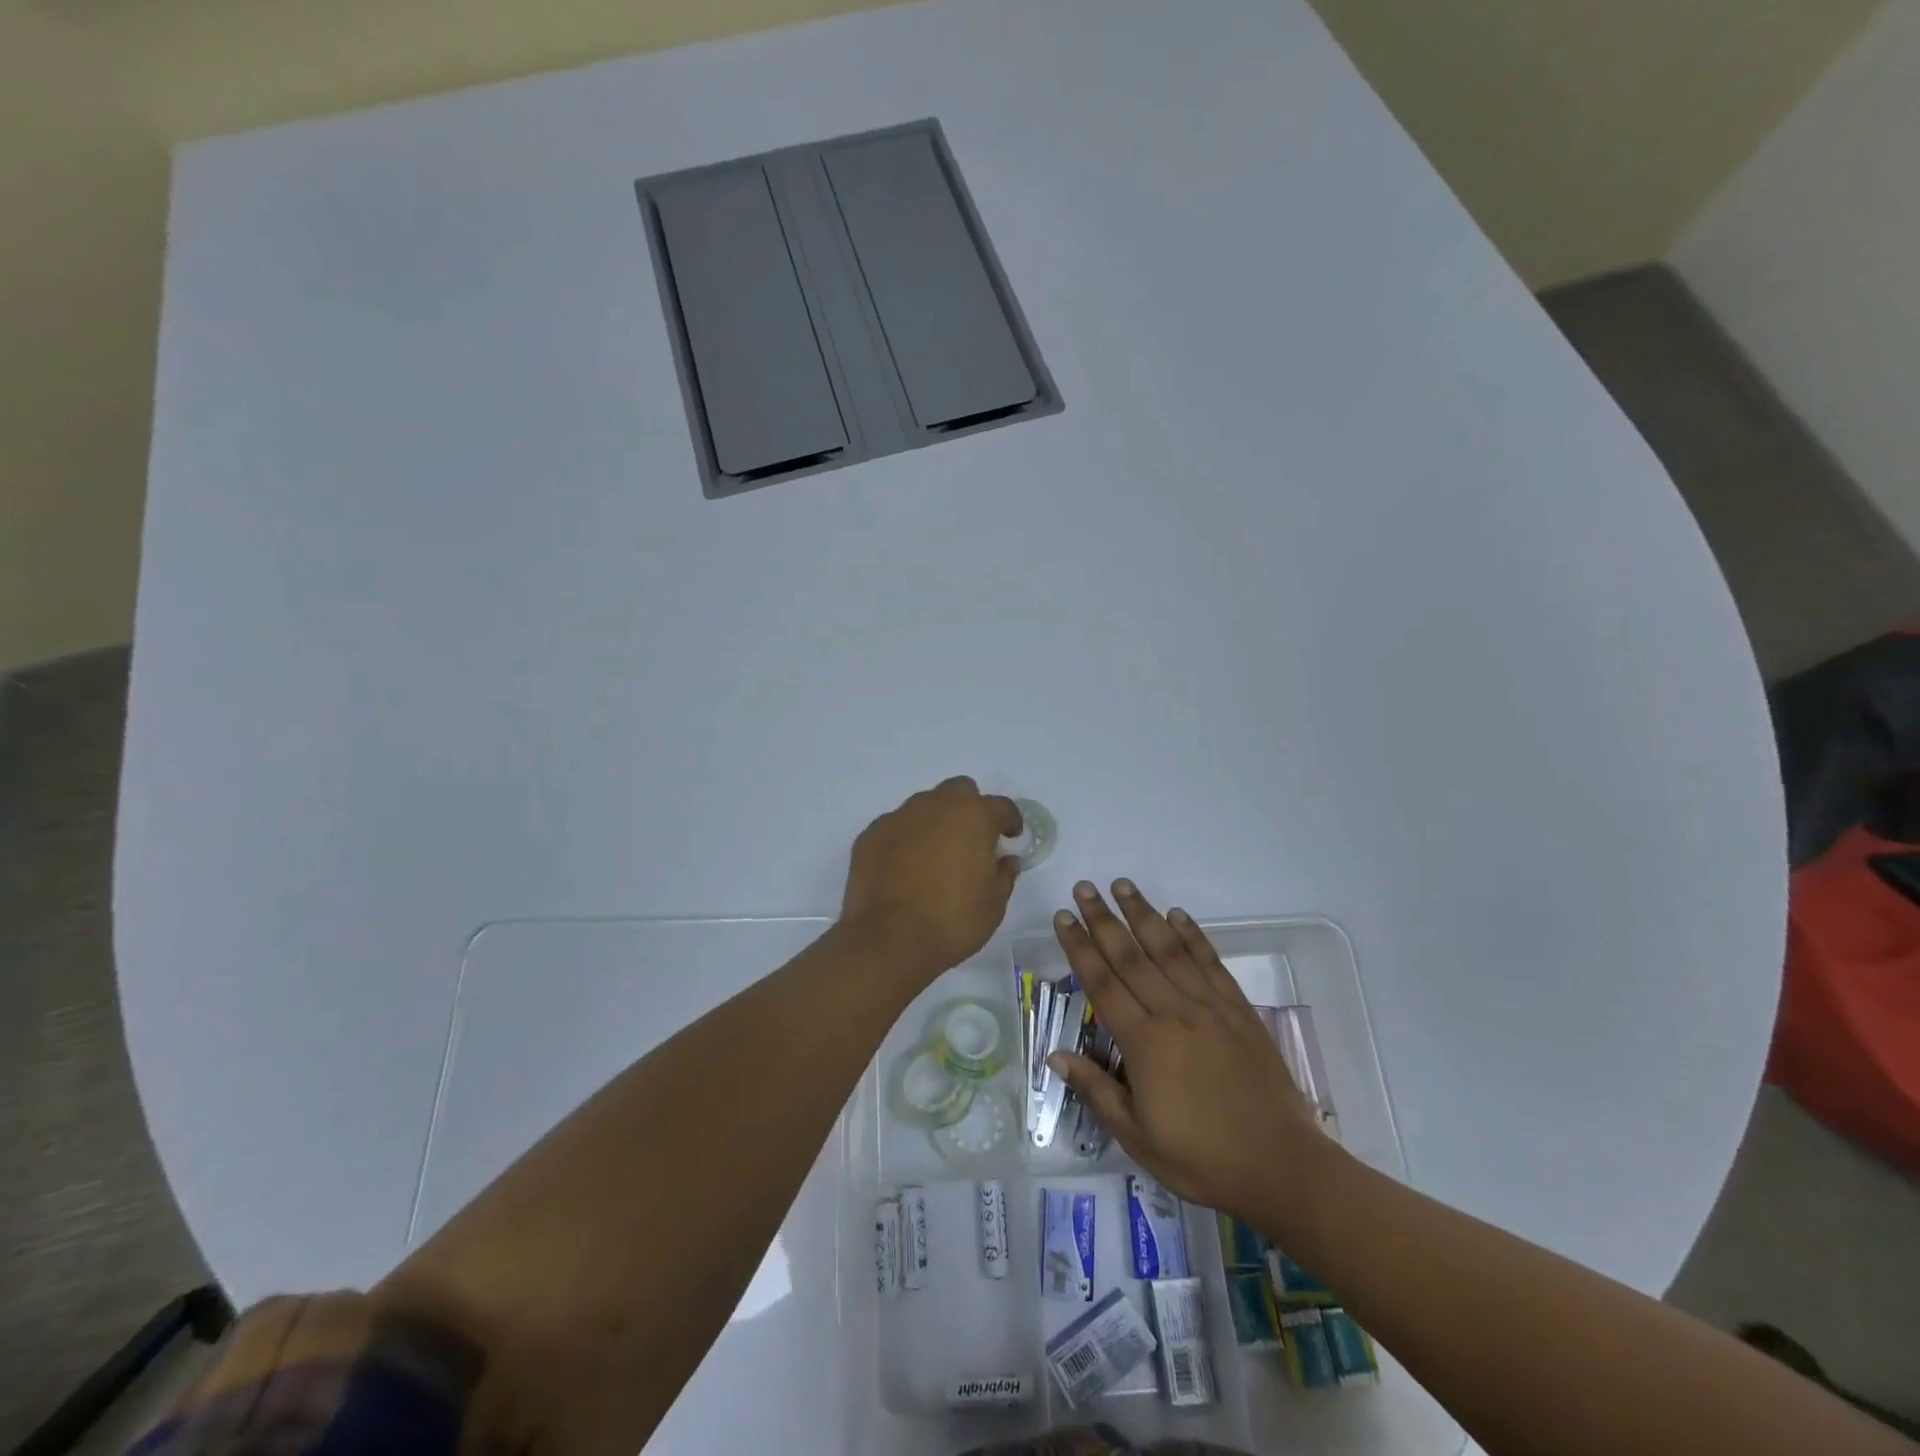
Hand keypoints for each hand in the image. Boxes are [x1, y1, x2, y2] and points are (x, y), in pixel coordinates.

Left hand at [841, 777, 1021, 978]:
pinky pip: (896, 827)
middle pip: (959, 791)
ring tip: (936, 854)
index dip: (1010, 820)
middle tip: (972, 838)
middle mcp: (936, 806)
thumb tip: (1005, 860)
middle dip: (970, 808)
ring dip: (936, 821)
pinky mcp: (871, 834)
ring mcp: (899, 817)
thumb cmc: (953, 920)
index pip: (1001, 806)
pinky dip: (906, 839)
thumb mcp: (994, 904)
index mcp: (973, 816)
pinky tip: (905, 866)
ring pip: (924, 805)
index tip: (1011, 836)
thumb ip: (1004, 874)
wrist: (889, 939)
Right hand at [1048, 879, 1329, 1217]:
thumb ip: (1097, 1091)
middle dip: (1103, 919)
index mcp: (1144, 1043)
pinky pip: (1211, 962)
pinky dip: (1192, 935)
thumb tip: (1056, 1056)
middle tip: (1084, 888)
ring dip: (1143, 914)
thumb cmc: (1202, 1159)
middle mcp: (1174, 1012)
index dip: (1079, 948)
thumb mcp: (1138, 1138)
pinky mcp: (1239, 1010)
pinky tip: (1177, 915)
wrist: (1281, 1167)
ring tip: (1123, 885)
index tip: (1063, 917)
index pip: (1102, 983)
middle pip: (1131, 956)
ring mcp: (1210, 1007)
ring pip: (1169, 949)